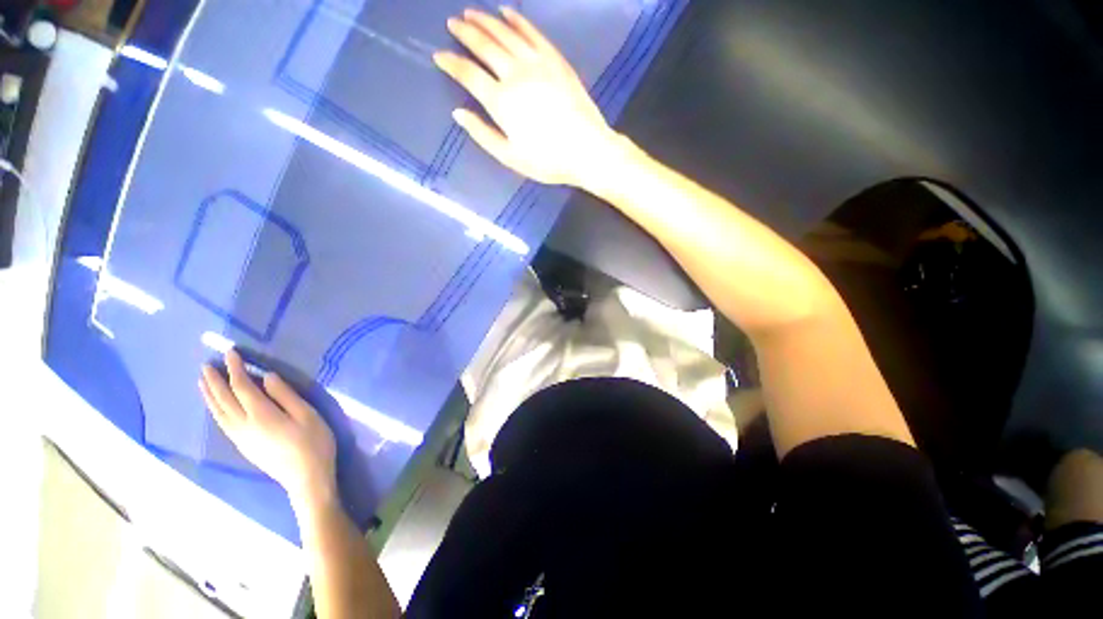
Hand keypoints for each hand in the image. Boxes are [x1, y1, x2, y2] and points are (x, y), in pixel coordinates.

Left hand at [199, 350, 336, 506]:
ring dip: (210, 396)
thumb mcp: (307, 416)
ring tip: (202, 383)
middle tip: (206, 365)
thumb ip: (285, 394)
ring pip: (220, 414)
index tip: (230, 351)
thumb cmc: (312, 447)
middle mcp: (246, 425)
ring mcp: (243, 439)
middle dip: (214, 381)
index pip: (240, 385)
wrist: (308, 484)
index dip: (234, 367)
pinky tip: (215, 408)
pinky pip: (224, 426)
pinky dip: (216, 413)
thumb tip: (266, 377)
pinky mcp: (245, 449)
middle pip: (224, 399)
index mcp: (260, 414)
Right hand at [434, 7, 619, 186]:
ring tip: (471, 12)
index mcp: (500, 100)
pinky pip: (534, 35)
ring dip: (487, 22)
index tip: (438, 54)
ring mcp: (539, 64)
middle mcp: (516, 75)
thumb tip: (457, 112)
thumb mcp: (506, 154)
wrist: (590, 150)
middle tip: (452, 22)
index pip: (467, 73)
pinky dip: (519, 21)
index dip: (450, 62)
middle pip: (485, 47)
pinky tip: (507, 12)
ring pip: (507, 35)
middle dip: (466, 32)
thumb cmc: (547, 158)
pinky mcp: (557, 60)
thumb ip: (479, 132)